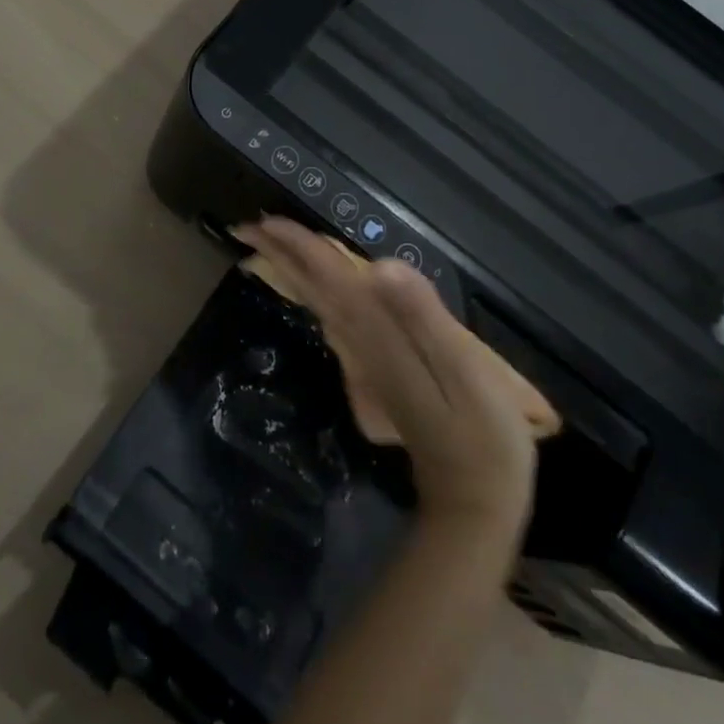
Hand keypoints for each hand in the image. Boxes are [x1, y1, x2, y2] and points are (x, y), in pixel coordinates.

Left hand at [235, 219, 536, 541]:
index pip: (328, 278)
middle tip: (243, 227)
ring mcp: (363, 361)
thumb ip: (423, 317)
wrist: (473, 501)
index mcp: (377, 333)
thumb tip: (380, 268)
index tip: (263, 221)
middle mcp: (359, 342)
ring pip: (317, 305)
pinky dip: (313, 297)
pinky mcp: (373, 374)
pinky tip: (312, 292)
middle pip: (311, 290)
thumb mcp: (463, 370)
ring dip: (291, 273)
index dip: (298, 246)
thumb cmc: (480, 431)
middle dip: (278, 256)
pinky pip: (332, 321)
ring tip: (268, 247)